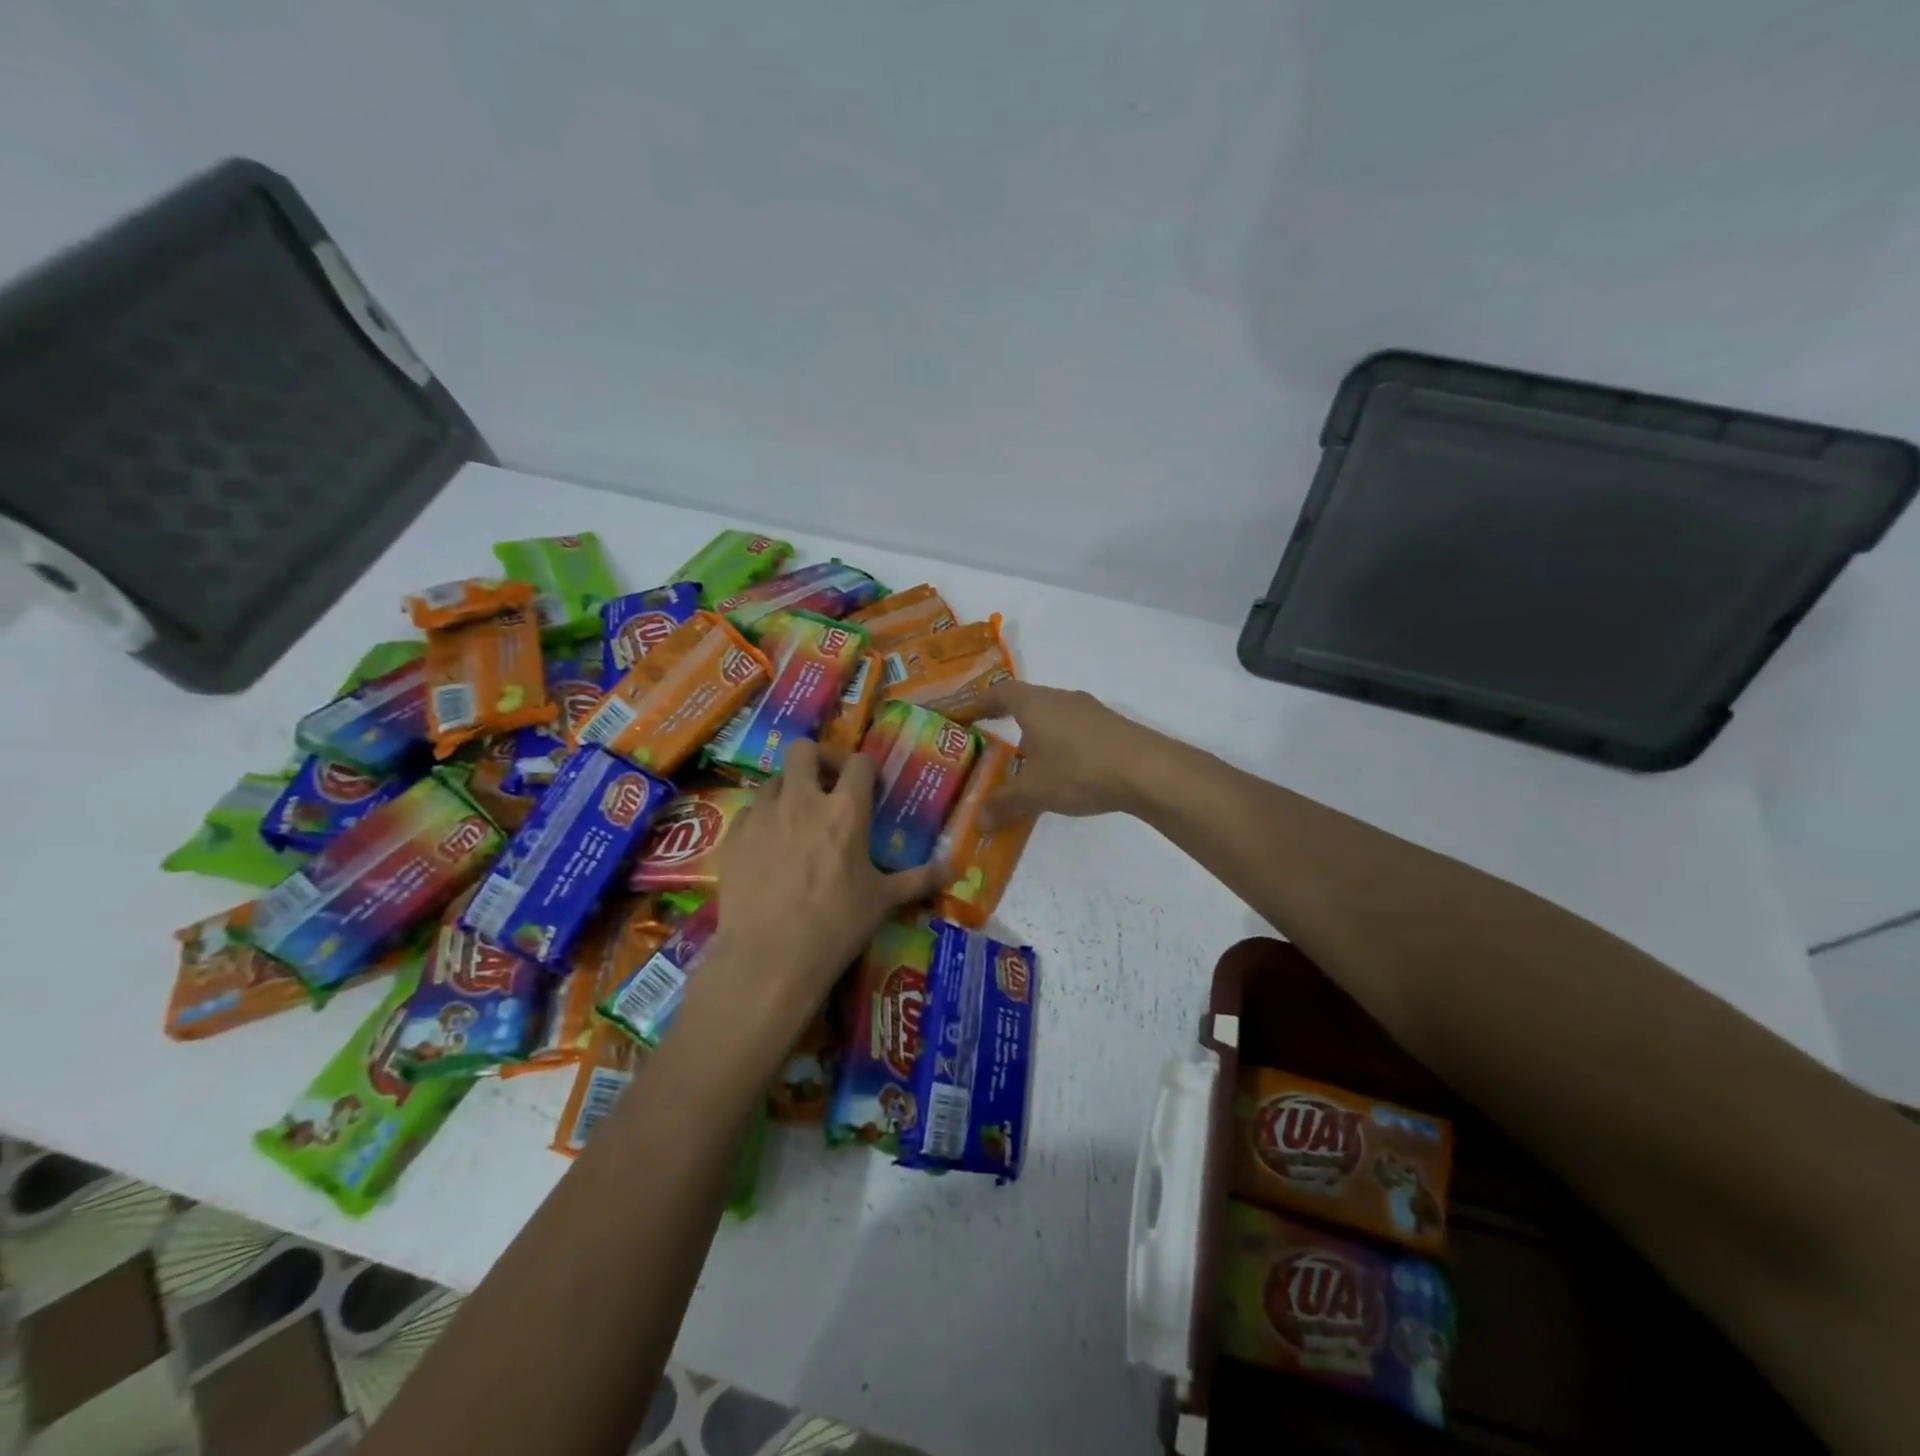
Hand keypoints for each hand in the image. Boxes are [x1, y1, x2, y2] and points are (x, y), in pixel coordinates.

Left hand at [708, 740, 943, 1016]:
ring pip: (772, 779)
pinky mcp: (732, 836)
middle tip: (825, 786)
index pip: (859, 763)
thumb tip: (954, 870)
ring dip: (787, 790)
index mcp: (845, 810)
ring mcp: (762, 815)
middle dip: (816, 760)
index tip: (867, 787)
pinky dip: (760, 820)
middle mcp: (802, 800)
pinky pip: (748, 812)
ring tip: (795, 820)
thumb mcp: (883, 901)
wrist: (770, 958)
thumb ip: (918, 879)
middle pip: (803, 750)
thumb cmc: (836, 925)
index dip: (865, 770)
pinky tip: (766, 847)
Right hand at [975, 681, 1160, 828]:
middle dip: (1009, 723)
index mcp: (1035, 703)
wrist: (1148, 770)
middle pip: (1027, 702)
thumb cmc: (1080, 770)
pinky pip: (1075, 730)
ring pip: (1053, 717)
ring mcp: (1090, 711)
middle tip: (994, 747)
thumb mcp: (1035, 792)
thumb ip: (1003, 804)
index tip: (964, 717)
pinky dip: (1061, 746)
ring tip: (1028, 766)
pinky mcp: (1111, 727)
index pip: (999, 693)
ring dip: (1038, 736)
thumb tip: (976, 821)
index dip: (978, 703)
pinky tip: (1064, 773)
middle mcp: (1061, 699)